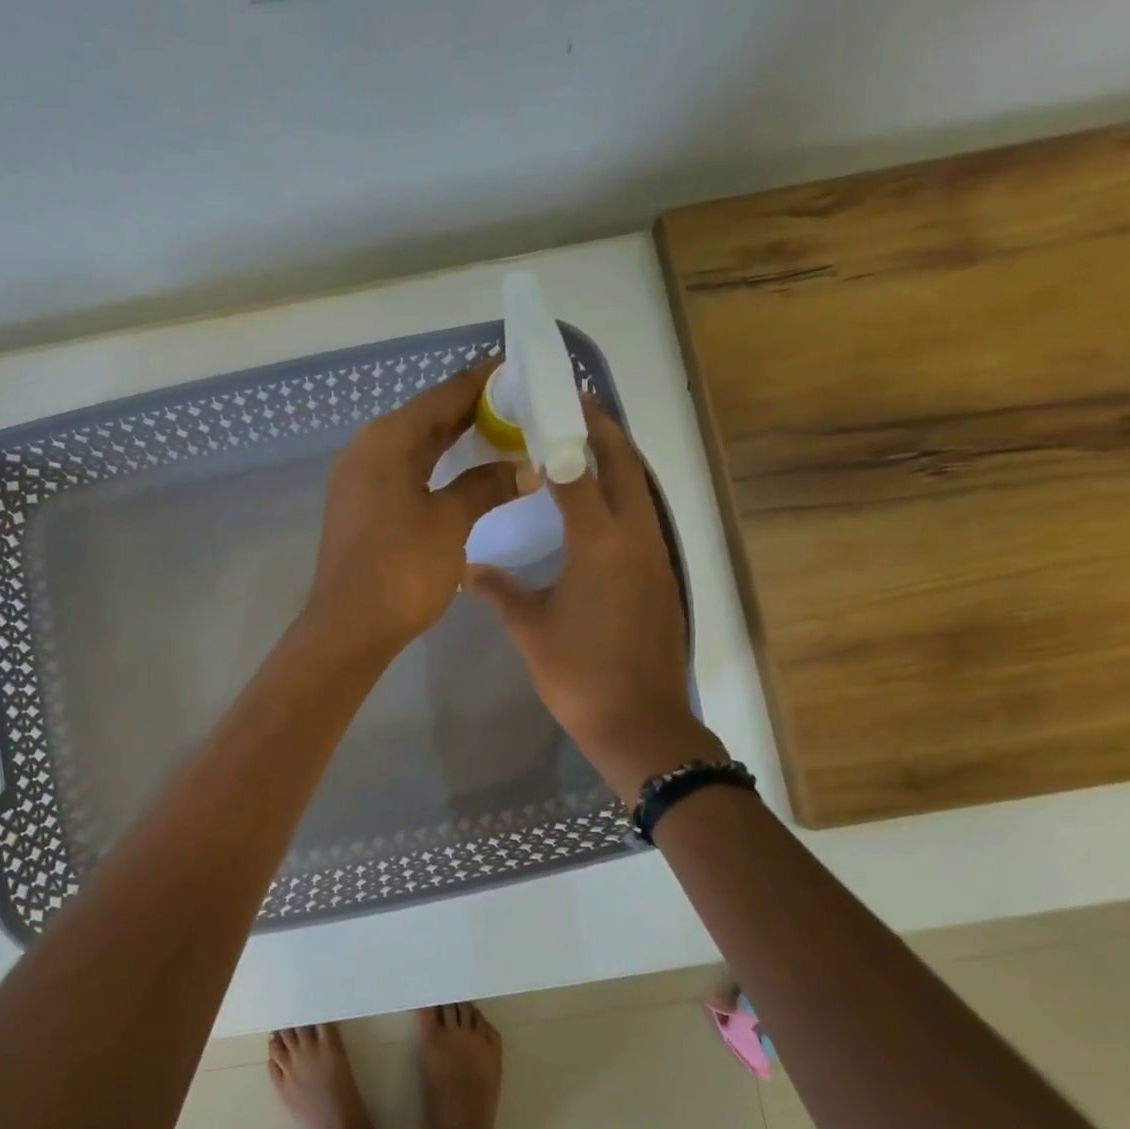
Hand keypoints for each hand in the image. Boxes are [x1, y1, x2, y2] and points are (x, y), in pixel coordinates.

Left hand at [307, 363, 525, 658]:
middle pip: (426, 417)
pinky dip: (436, 468)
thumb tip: (525, 467)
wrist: (349, 627)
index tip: (523, 373)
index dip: (484, 383)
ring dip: (455, 441)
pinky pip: (404, 472)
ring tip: (503, 435)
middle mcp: (366, 449)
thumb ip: (486, 486)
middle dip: (473, 411)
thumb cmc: (401, 569)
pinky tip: (465, 474)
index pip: (442, 395)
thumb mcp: (450, 522)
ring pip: (414, 446)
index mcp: (386, 440)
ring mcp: (358, 480)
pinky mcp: (360, 508)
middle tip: (523, 407)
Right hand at [465, 399, 721, 800]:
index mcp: (599, 542)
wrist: (639, 722)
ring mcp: (655, 556)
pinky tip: (598, 504)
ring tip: (583, 443)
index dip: (564, 433)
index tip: (546, 406)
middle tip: (573, 406)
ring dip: (617, 460)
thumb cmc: (578, 673)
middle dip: (603, 430)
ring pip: (640, 490)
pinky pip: (643, 517)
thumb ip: (498, 590)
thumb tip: (467, 569)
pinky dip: (623, 495)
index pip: (580, 470)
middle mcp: (635, 537)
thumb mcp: (530, 628)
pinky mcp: (661, 576)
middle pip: (625, 466)